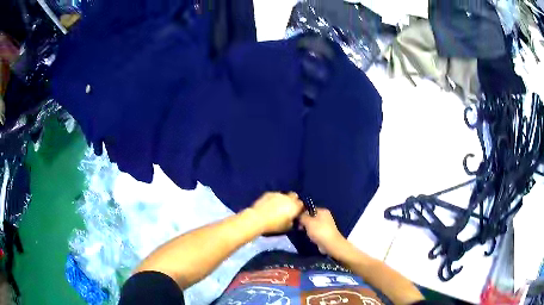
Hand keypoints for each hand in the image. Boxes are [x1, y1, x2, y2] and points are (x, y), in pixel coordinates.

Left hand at [249, 192, 303, 233]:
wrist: (258, 219)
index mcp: (295, 206)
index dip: (299, 209)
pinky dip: (274, 199)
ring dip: (283, 200)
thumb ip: (293, 222)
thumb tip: (293, 220)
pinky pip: (274, 195)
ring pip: (284, 195)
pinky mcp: (268, 193)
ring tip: (277, 207)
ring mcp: (278, 194)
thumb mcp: (287, 227)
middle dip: (293, 201)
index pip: (301, 205)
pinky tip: (269, 205)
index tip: (296, 214)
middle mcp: (288, 198)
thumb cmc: (274, 225)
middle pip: (294, 196)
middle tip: (288, 209)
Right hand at [299, 208, 345, 255]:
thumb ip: (302, 216)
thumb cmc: (319, 231)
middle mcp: (325, 216)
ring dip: (307, 229)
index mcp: (323, 211)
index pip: (310, 209)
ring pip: (312, 225)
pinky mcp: (325, 233)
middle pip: (311, 217)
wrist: (330, 244)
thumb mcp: (308, 222)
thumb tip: (299, 215)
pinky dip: (311, 234)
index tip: (297, 220)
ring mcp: (326, 225)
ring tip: (304, 233)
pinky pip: (315, 231)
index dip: (302, 214)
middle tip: (299, 227)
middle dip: (304, 222)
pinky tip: (309, 237)